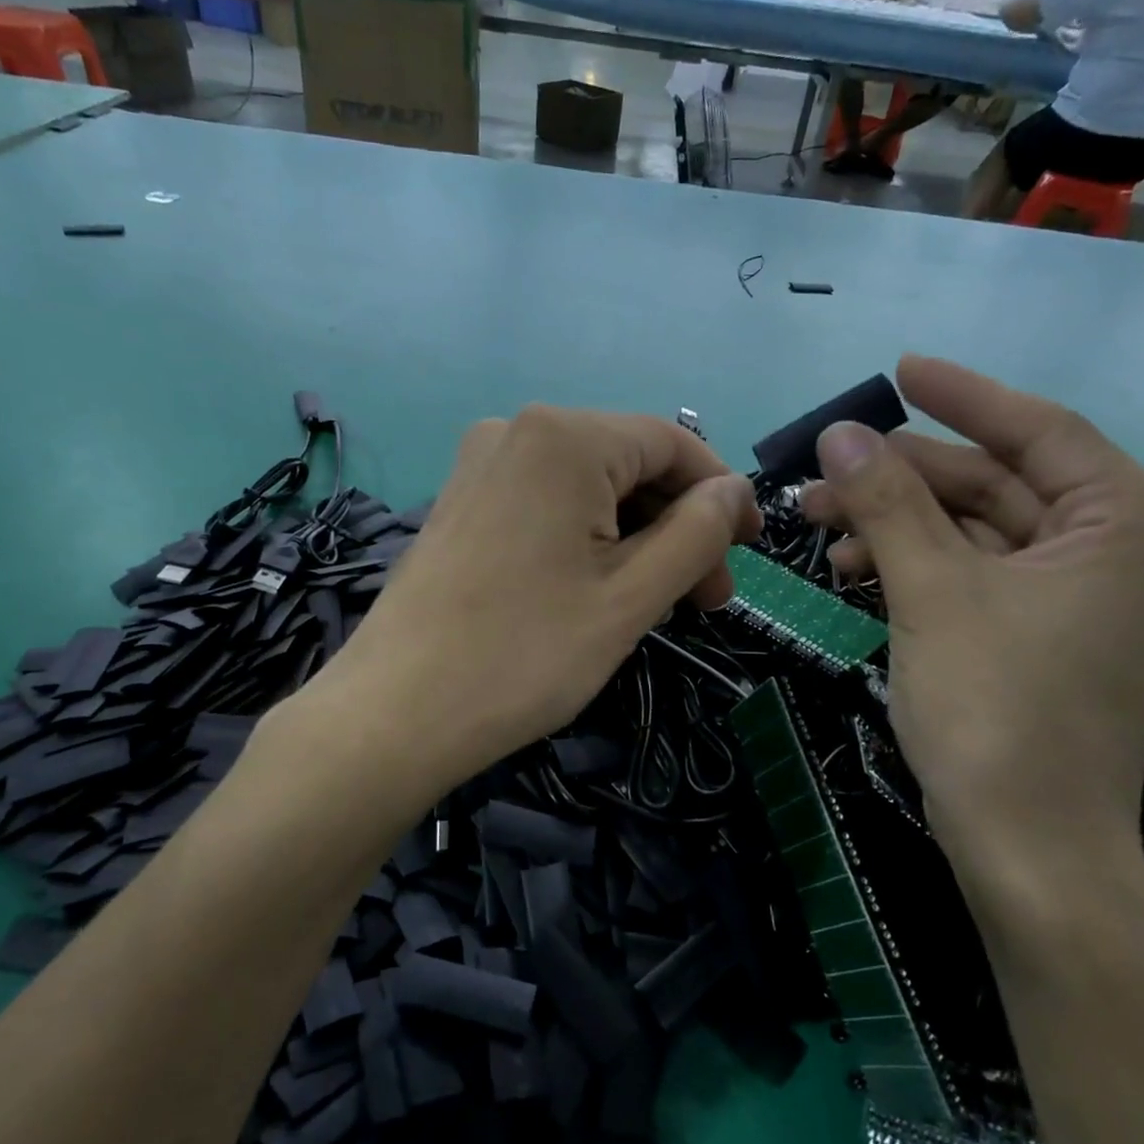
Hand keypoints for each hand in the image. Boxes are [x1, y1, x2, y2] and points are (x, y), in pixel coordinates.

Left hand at [326, 406, 761, 787]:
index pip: (672, 443)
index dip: (721, 494)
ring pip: (588, 488)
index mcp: (563, 437)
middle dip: (677, 526)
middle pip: (628, 464)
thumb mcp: (631, 596)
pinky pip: (545, 504)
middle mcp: (516, 431)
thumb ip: (697, 533)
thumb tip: (732, 492)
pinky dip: (587, 539)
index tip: (748, 554)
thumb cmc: (525, 655)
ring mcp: (480, 466)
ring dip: (636, 538)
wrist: (395, 713)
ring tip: (656, 605)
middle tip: (705, 601)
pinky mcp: (461, 503)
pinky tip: (598, 590)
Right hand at [802, 356, 1143, 896]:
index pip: (1041, 431)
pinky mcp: (1043, 629)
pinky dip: (914, 563)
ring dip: (896, 523)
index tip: (898, 370)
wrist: (1024, 846)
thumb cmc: (994, 710)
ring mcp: (1082, 594)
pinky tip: (854, 570)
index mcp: (1133, 524)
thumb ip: (887, 502)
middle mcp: (1122, 549)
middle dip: (901, 478)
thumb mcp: (932, 592)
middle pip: (995, 483)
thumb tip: (840, 431)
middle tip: (820, 475)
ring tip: (820, 528)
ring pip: (974, 529)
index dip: (961, 397)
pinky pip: (973, 571)